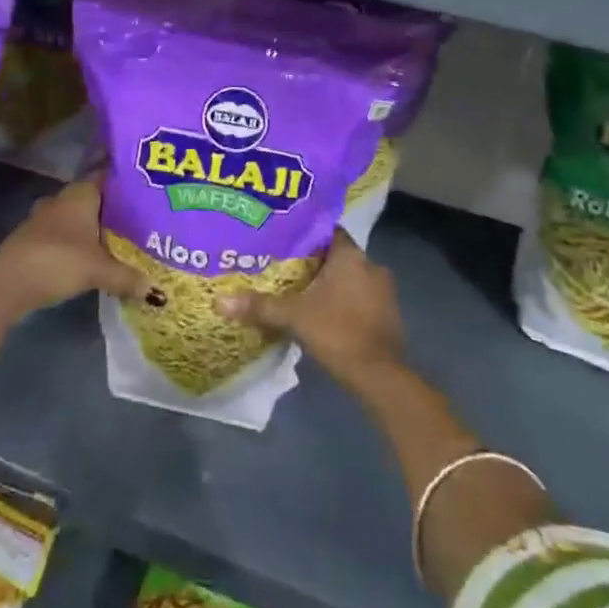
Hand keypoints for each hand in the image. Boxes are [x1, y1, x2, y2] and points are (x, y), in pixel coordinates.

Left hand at [0, 178, 151, 314]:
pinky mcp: (35, 239)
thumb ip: (127, 277)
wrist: (6, 282)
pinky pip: (67, 235)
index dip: (126, 182)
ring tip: (123, 240)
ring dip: (96, 228)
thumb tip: (154, 288)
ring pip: (79, 218)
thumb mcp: (99, 270)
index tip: (148, 189)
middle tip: (143, 219)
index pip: (108, 176)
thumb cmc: (58, 260)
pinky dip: (80, 243)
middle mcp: (63, 199)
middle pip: (95, 199)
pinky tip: (94, 256)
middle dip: (115, 209)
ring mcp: (46, 219)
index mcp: (81, 193)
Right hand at [214, 229, 404, 387]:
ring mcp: (384, 291)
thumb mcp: (293, 317)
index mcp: (351, 256)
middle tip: (286, 267)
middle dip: (315, 262)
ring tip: (302, 291)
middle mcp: (372, 265)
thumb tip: (219, 300)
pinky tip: (324, 314)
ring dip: (332, 284)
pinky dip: (344, 302)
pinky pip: (361, 298)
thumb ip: (259, 306)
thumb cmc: (337, 332)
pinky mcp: (389, 315)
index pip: (328, 231)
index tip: (285, 240)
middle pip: (338, 255)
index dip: (307, 235)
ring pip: (351, 278)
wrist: (380, 376)